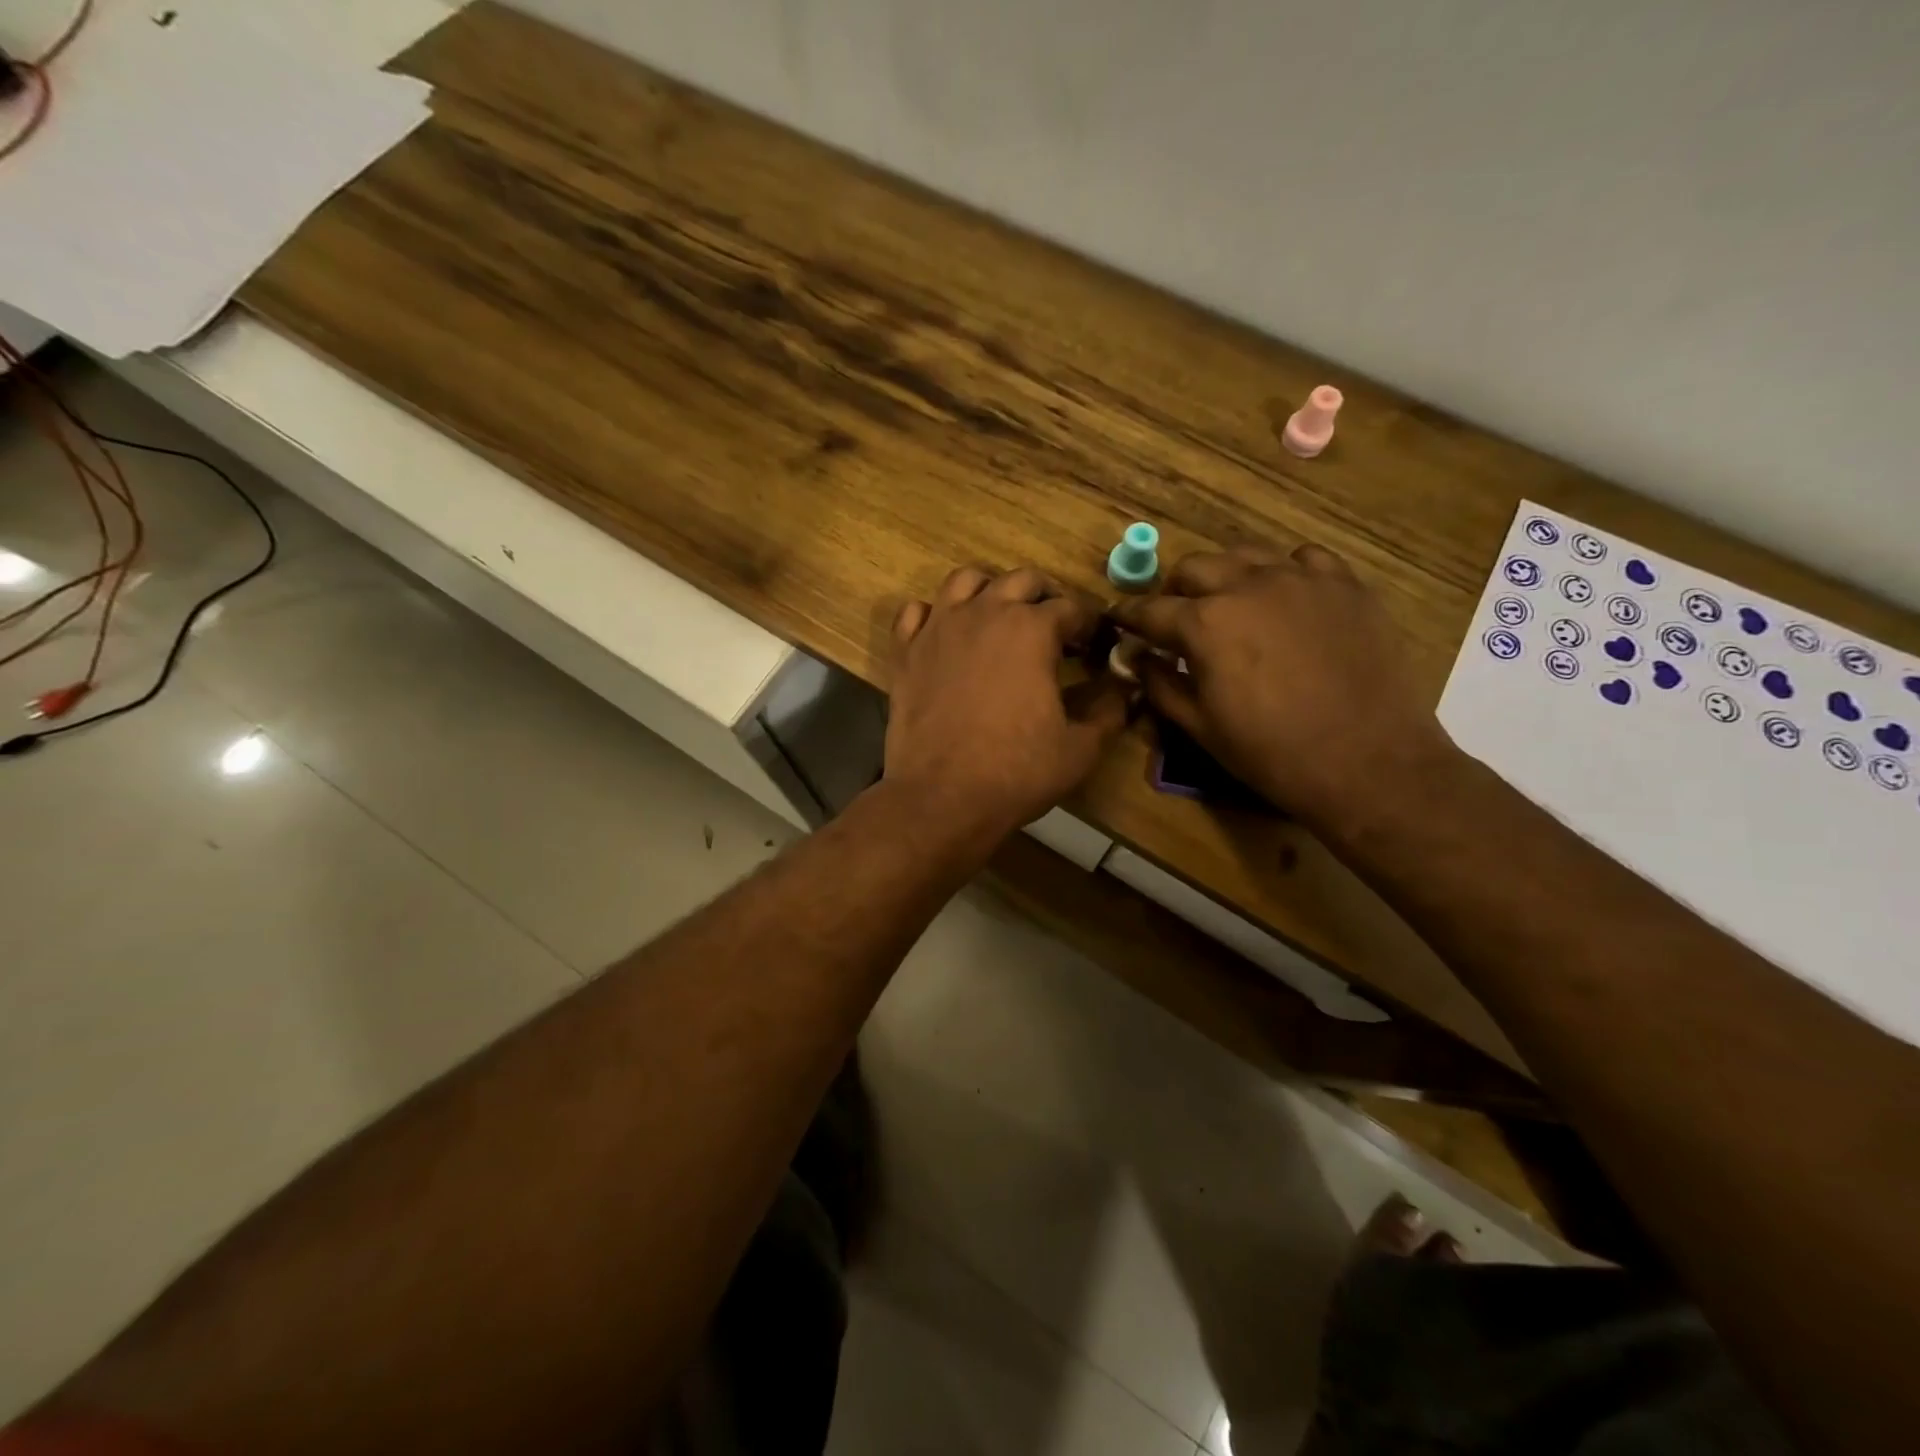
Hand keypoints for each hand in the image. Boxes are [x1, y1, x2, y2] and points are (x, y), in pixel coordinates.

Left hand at [884, 566, 1128, 844]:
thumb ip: (1110, 709)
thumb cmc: (1017, 772)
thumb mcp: (1081, 747)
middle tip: (1053, 629)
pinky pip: (916, 612)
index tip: (1092, 646)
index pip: (1071, 608)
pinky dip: (934, 615)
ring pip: (965, 581)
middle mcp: (985, 613)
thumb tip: (1126, 686)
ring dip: (989, 591)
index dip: (1088, 625)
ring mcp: (939, 628)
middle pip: (1020, 580)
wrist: (942, 797)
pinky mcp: (905, 651)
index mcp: (1032, 630)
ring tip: (999, 618)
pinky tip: (946, 636)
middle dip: (1044, 597)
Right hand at [1114, 544, 1452, 825]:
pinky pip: (1303, 558)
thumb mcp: (1200, 727)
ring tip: (1229, 602)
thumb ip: (1161, 684)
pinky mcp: (1344, 584)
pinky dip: (1283, 572)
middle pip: (1194, 567)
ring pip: (1245, 553)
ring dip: (1225, 575)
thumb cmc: (1271, 752)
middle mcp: (1247, 586)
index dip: (1129, 616)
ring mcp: (1300, 579)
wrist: (1367, 761)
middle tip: (1177, 618)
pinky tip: (1286, 598)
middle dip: (1175, 590)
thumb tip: (1138, 658)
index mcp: (1204, 624)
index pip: (1150, 610)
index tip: (1119, 620)